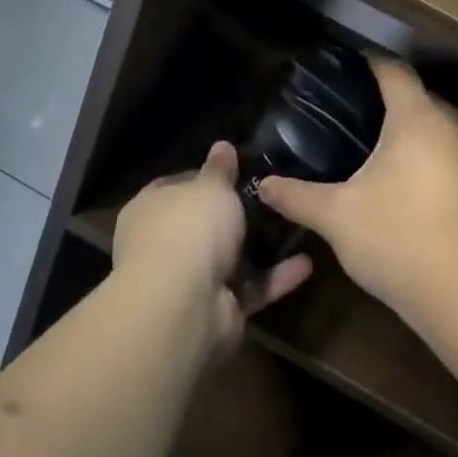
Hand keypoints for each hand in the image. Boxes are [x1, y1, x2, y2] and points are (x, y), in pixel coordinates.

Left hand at [114, 142, 312, 350]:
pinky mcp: (216, 310)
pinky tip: (307, 263)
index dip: (204, 177)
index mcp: (151, 208)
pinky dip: (275, 278)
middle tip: (271, 198)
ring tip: (293, 226)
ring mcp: (189, 281)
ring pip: (228, 259)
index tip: (236, 171)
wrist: (184, 303)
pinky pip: (250, 288)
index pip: (175, 186)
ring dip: (258, 248)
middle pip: (202, 225)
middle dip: (233, 216)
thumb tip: (222, 146)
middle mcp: (163, 244)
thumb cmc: (190, 228)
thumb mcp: (211, 187)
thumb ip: (220, 170)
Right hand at [257, 59, 457, 328]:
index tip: (348, 70)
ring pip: (447, 131)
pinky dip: (441, 164)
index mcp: (418, 119)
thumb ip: (297, 196)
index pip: (394, 72)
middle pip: (423, 99)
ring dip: (421, 136)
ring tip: (387, 155)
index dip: (370, 65)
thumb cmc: (399, 240)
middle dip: (394, 103)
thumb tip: (262, 185)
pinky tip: (420, 192)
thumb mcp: (336, 217)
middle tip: (358, 120)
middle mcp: (457, 128)